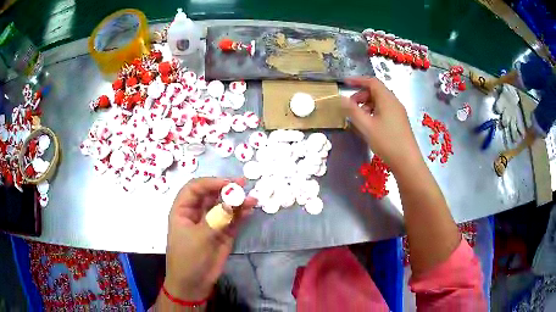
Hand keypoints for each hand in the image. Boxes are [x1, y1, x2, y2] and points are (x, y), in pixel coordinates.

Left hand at [163, 177, 256, 300]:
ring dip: (237, 202)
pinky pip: (232, 220)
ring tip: (252, 200)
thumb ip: (217, 218)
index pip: (195, 188)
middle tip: (243, 184)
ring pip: (224, 206)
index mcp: (183, 210)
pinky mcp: (223, 234)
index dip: (210, 182)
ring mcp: (211, 223)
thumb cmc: (188, 258)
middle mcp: (197, 213)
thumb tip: (233, 200)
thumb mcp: (199, 237)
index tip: (228, 183)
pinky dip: (241, 214)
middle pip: (211, 194)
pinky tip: (249, 210)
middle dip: (226, 189)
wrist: (193, 284)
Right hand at [341, 77, 421, 171]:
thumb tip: (342, 98)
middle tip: (350, 107)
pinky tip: (369, 125)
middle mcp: (394, 102)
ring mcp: (398, 112)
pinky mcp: (400, 121)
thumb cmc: (387, 142)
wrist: (407, 161)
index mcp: (387, 99)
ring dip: (367, 105)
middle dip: (361, 95)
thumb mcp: (366, 126)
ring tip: (359, 118)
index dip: (358, 80)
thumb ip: (352, 110)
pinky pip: (385, 110)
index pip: (372, 81)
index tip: (345, 83)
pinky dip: (374, 112)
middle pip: (376, 91)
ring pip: (380, 101)